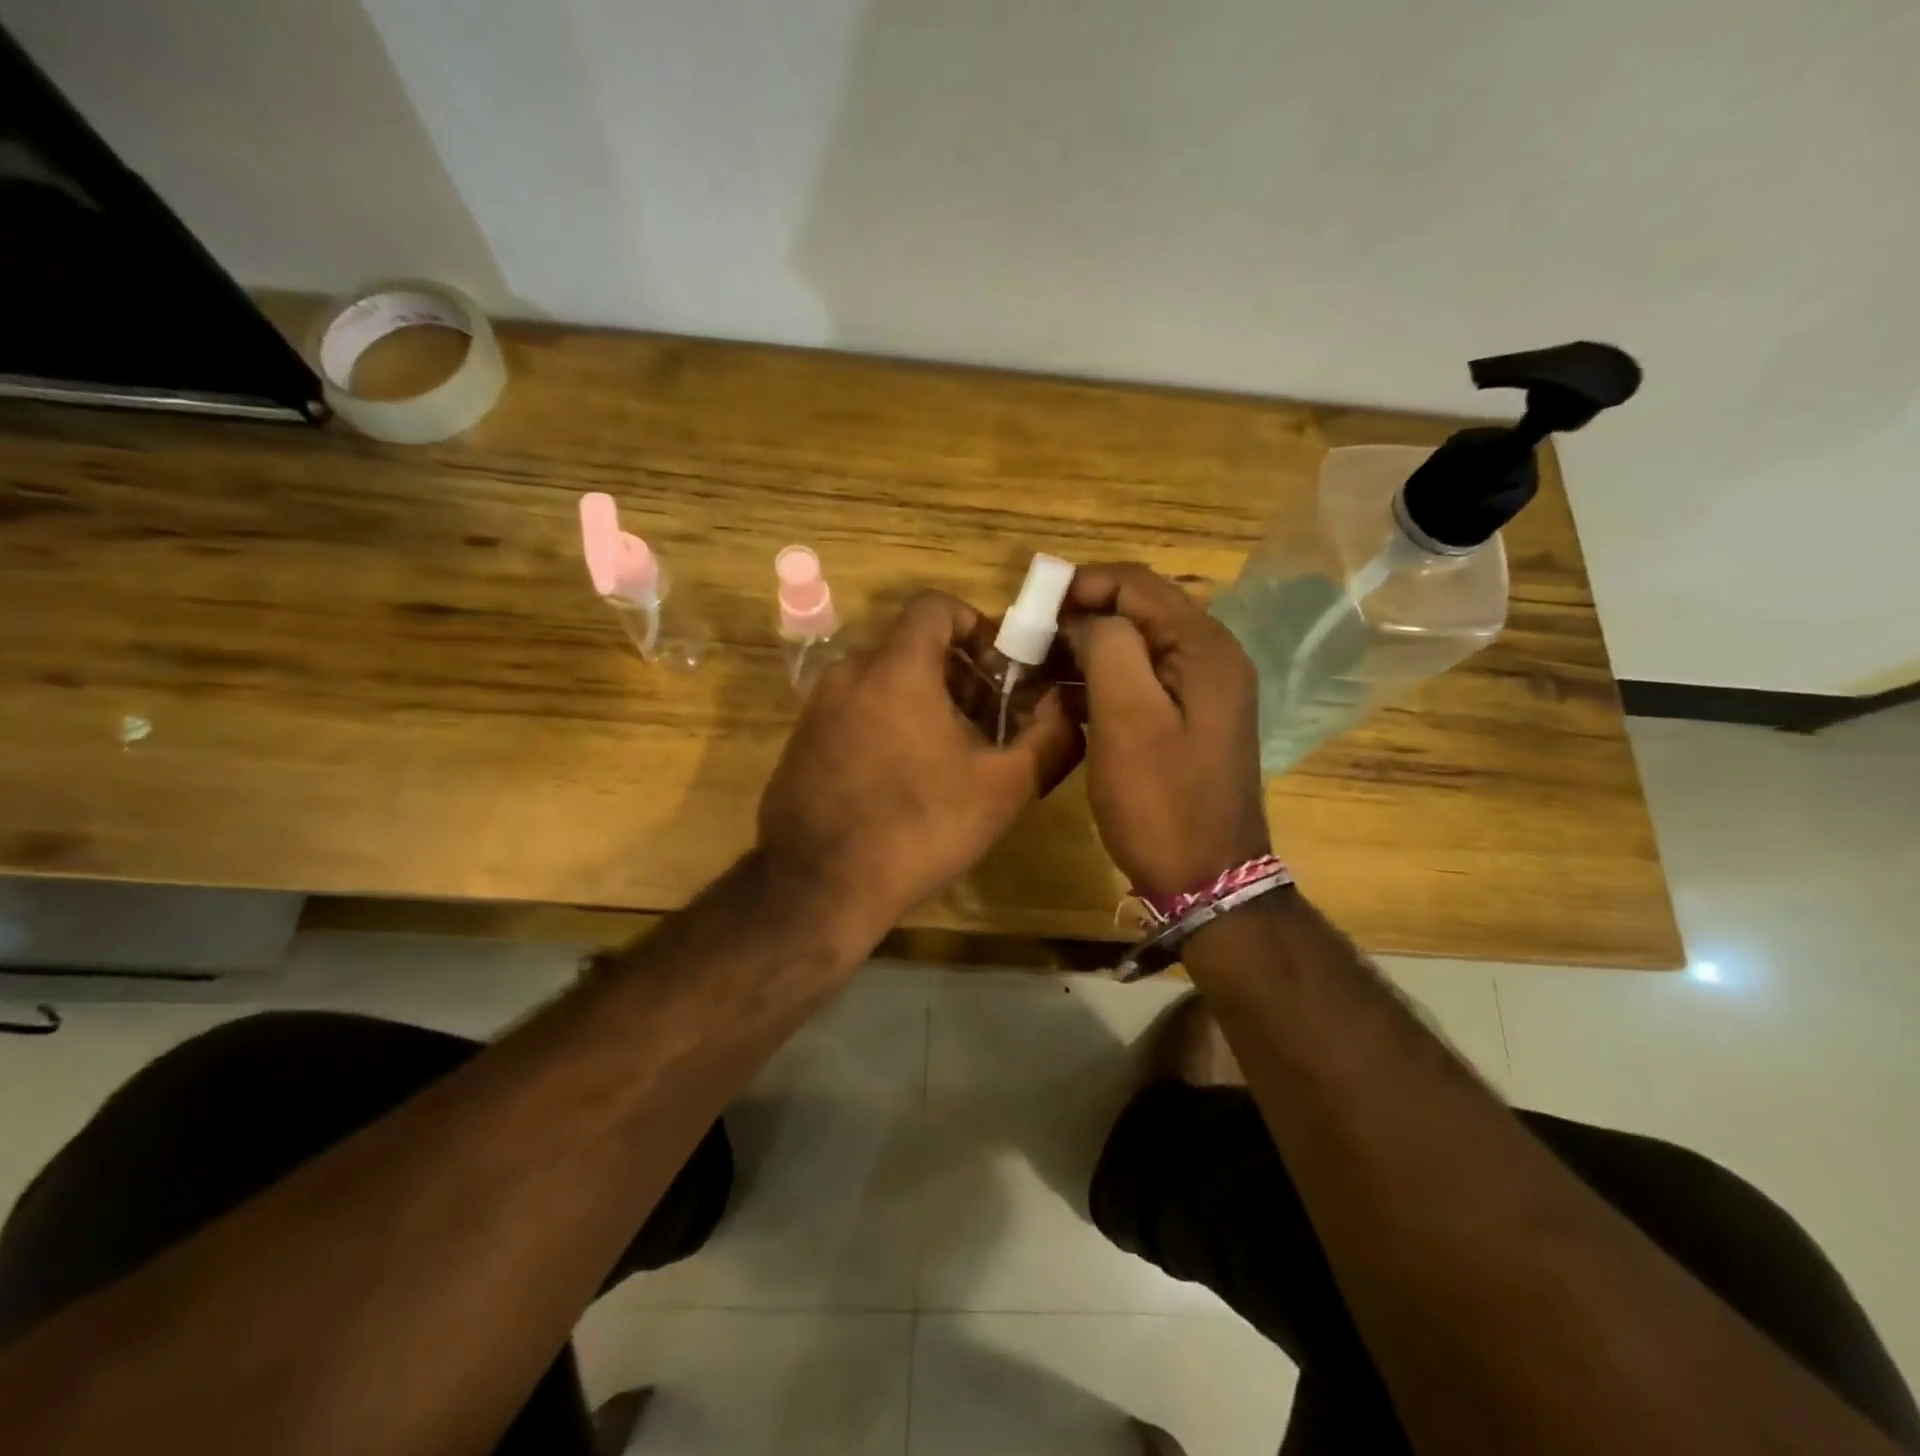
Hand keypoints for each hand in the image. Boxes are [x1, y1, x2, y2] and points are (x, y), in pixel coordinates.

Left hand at [757, 591, 1082, 945]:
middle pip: (913, 647)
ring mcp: (818, 708)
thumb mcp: (1003, 789)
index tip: (1000, 669)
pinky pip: (855, 711)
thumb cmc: (919, 828)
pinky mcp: (802, 741)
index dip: (975, 625)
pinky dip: (888, 723)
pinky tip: (906, 779)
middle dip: (958, 674)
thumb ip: (1050, 739)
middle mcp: (850, 673)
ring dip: (924, 701)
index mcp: (897, 668)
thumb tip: (1068, 709)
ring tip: (952, 755)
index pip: (935, 606)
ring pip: (883, 681)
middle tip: (988, 722)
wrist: (818, 887)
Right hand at [1062, 563, 1270, 898]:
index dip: (1082, 584)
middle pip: (1138, 611)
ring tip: (1036, 667)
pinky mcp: (1186, 719)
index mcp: (1203, 647)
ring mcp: (1200, 690)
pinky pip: (1139, 680)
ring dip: (1086, 649)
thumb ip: (1108, 648)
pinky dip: (1100, 680)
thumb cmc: (1162, 801)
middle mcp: (1209, 657)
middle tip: (1028, 640)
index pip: (1137, 584)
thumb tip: (1088, 620)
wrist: (1206, 879)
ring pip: (1135, 646)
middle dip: (1081, 617)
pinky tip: (1064, 697)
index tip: (1030, 606)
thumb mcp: (1128, 719)